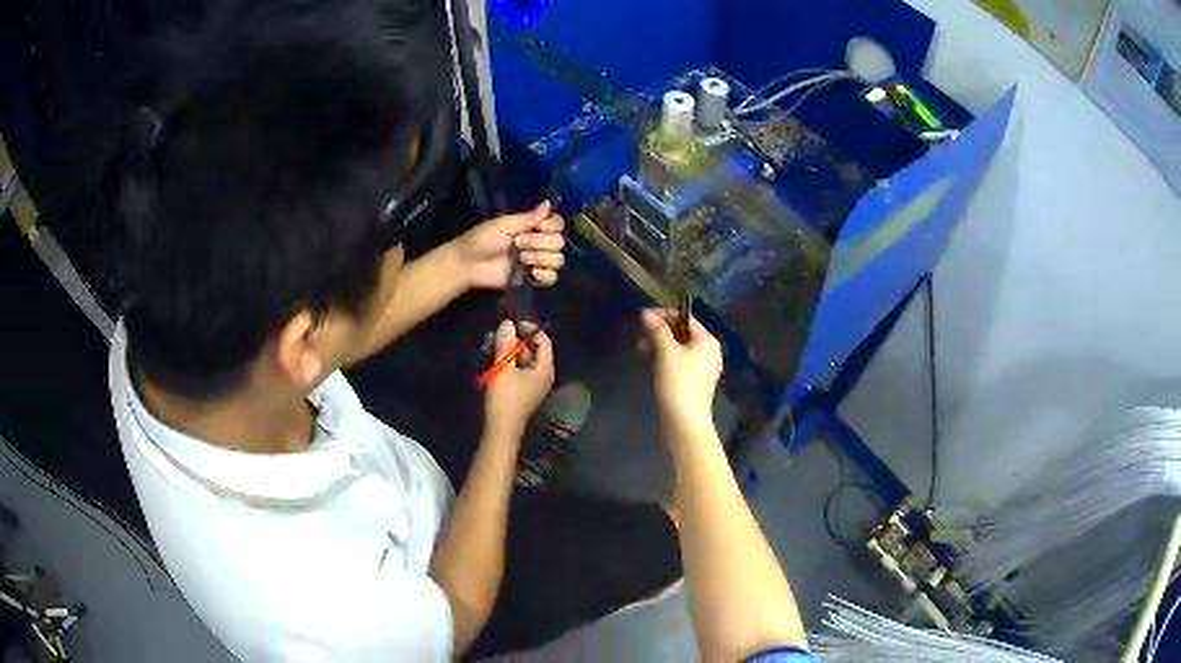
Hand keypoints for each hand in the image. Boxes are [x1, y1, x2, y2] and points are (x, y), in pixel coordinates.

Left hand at [455, 202, 564, 288]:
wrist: (469, 264)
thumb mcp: (504, 225)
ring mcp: (538, 261)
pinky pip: (552, 278)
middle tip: (518, 243)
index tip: (539, 227)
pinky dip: (544, 275)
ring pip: (558, 260)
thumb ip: (528, 218)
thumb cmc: (482, 239)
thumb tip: (549, 203)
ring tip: (521, 259)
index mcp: (533, 226)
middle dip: (539, 243)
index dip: (553, 226)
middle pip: (559, 242)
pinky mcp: (534, 279)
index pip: (558, 224)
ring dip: (540, 258)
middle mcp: (539, 242)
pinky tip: (530, 273)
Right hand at [484, 320, 555, 437]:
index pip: (544, 341)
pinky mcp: (520, 390)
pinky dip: (504, 362)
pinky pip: (515, 369)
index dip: (530, 329)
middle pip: (531, 349)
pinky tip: (488, 357)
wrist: (500, 429)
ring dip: (506, 350)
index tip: (513, 323)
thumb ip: (506, 344)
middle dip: (513, 340)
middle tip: (496, 333)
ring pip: (520, 359)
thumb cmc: (505, 398)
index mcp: (544, 369)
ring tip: (488, 343)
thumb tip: (507, 323)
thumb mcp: (503, 368)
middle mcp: (542, 375)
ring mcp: (531, 384)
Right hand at [641, 309, 722, 428]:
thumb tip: (646, 314)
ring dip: (659, 345)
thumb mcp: (666, 353)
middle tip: (639, 336)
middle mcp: (708, 352)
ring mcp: (702, 368)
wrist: (685, 421)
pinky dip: (664, 359)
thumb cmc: (678, 383)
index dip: (663, 315)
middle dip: (659, 331)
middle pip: (682, 332)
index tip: (642, 318)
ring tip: (640, 350)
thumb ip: (657, 330)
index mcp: (707, 341)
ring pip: (678, 348)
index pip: (685, 318)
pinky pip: (678, 362)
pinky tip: (649, 363)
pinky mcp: (693, 382)